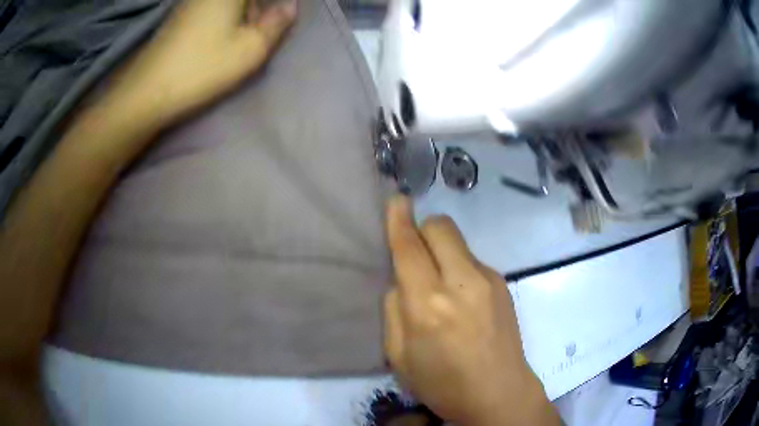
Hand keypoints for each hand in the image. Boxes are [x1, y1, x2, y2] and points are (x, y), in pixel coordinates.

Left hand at [103, 0, 295, 129]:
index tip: (270, 25)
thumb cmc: (202, 67)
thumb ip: (277, 23)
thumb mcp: (251, 49)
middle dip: (257, 9)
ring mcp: (191, 1)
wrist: (148, 91)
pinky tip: (219, 37)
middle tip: (260, 29)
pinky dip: (222, 17)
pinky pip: (210, 8)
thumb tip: (290, 5)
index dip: (268, 9)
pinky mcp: (180, 15)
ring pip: (227, 3)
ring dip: (242, 12)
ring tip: (240, 36)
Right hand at [383, 196, 559, 425]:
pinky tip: (464, 301)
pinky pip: (472, 261)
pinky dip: (459, 268)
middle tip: (416, 255)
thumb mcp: (399, 357)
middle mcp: (461, 282)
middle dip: (423, 229)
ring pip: (458, 242)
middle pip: (441, 226)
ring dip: (442, 251)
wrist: (499, 393)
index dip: (399, 219)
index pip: (409, 247)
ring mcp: (488, 279)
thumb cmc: (443, 384)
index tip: (396, 200)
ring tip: (442, 288)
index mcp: (428, 305)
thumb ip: (394, 310)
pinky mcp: (503, 283)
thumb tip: (401, 281)